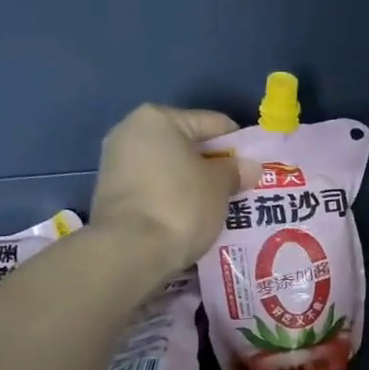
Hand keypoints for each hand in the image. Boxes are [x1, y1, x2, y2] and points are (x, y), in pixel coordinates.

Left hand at [89, 105, 245, 273]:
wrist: (130, 251)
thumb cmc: (181, 205)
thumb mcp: (219, 185)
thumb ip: (236, 171)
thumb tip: (250, 167)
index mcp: (158, 118)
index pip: (213, 123)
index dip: (239, 145)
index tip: (256, 167)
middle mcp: (131, 132)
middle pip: (187, 145)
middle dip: (214, 166)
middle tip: (240, 188)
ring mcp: (117, 164)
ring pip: (171, 169)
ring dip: (195, 184)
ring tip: (219, 207)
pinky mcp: (112, 195)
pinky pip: (155, 189)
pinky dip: (175, 199)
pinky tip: (193, 218)